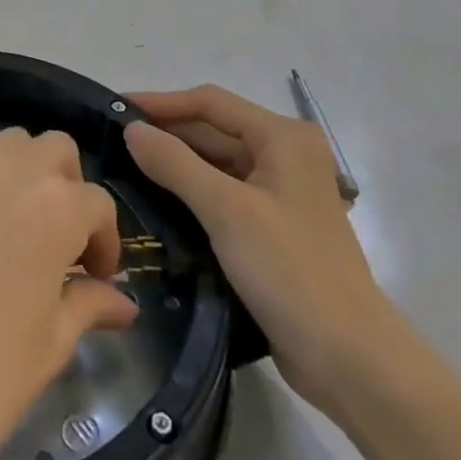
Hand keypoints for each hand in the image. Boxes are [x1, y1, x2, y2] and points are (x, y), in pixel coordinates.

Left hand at [0, 123, 138, 459]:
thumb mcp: (50, 345)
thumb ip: (88, 305)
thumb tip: (123, 303)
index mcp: (58, 208)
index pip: (98, 206)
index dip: (104, 242)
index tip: (97, 277)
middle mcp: (14, 170)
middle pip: (57, 152)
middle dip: (68, 190)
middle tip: (58, 241)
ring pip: (9, 140)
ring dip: (22, 169)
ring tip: (12, 217)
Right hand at [126, 85, 399, 414]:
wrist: (348, 357)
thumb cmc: (289, 270)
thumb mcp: (226, 210)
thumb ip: (175, 163)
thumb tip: (132, 129)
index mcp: (283, 137)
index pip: (211, 103)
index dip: (161, 102)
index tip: (116, 108)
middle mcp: (285, 155)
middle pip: (215, 130)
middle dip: (166, 133)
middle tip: (112, 140)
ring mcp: (281, 192)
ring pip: (218, 163)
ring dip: (176, 163)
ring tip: (125, 166)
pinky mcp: (274, 226)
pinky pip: (224, 193)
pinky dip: (192, 192)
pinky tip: (157, 200)